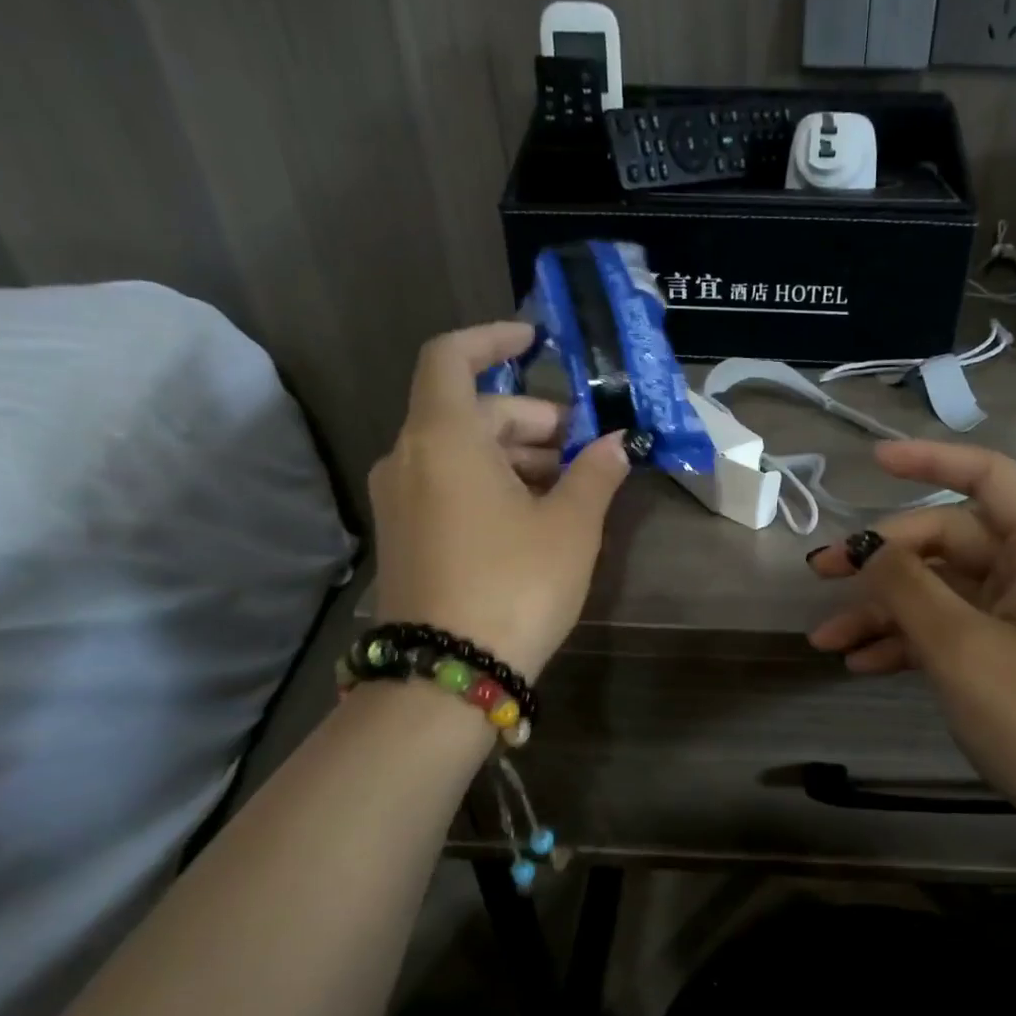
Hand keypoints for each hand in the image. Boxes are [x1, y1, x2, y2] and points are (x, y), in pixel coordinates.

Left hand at [370, 321, 630, 679]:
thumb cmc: (514, 585)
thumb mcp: (569, 527)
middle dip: (530, 418)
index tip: (537, 339)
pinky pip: (447, 485)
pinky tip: (534, 514)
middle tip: (582, 446)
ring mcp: (400, 500)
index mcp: (443, 439)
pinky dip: (490, 482)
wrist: (447, 677)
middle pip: (468, 411)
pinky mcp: (404, 535)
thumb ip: (594, 474)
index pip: (452, 358)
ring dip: (514, 454)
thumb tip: (615, 444)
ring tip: (569, 484)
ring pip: (459, 451)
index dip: (493, 338)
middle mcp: (408, 459)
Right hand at [806, 440, 1015, 850]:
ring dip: (882, 610)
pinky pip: (948, 630)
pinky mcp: (1009, 656)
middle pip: (947, 541)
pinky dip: (905, 642)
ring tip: (825, 639)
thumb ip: (908, 588)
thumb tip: (869, 548)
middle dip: (882, 558)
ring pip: (939, 591)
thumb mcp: (962, 647)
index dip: (930, 460)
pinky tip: (859, 663)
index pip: (987, 476)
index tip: (872, 462)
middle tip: (820, 574)